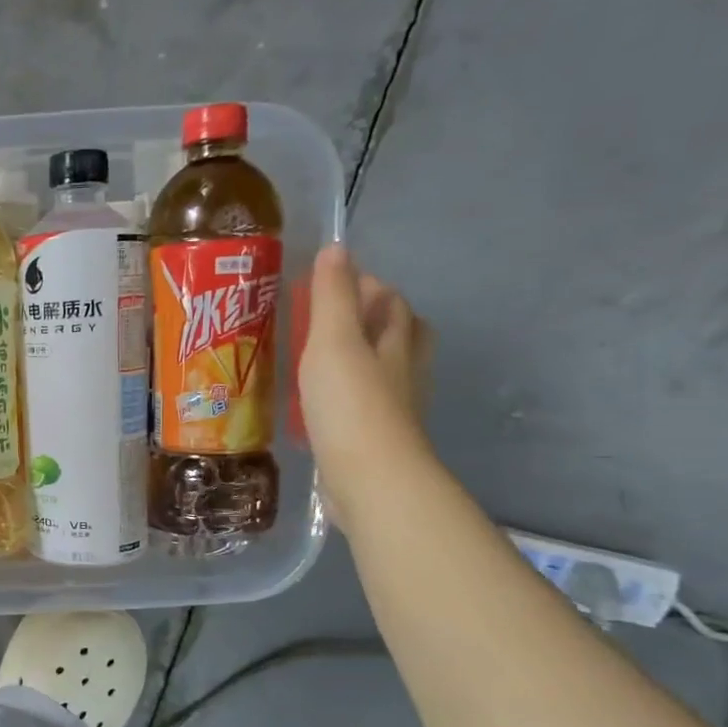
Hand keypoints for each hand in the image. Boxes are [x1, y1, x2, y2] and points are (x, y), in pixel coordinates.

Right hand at [299, 245, 433, 526]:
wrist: (369, 477)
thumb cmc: (351, 403)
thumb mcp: (334, 341)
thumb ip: (332, 297)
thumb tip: (336, 248)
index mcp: (397, 341)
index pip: (391, 301)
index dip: (366, 287)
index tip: (331, 283)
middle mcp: (404, 370)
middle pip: (401, 333)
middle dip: (376, 319)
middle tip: (335, 318)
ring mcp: (394, 407)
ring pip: (385, 370)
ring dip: (363, 358)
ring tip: (325, 357)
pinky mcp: (376, 438)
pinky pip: (365, 403)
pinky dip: (349, 393)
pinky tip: (323, 402)